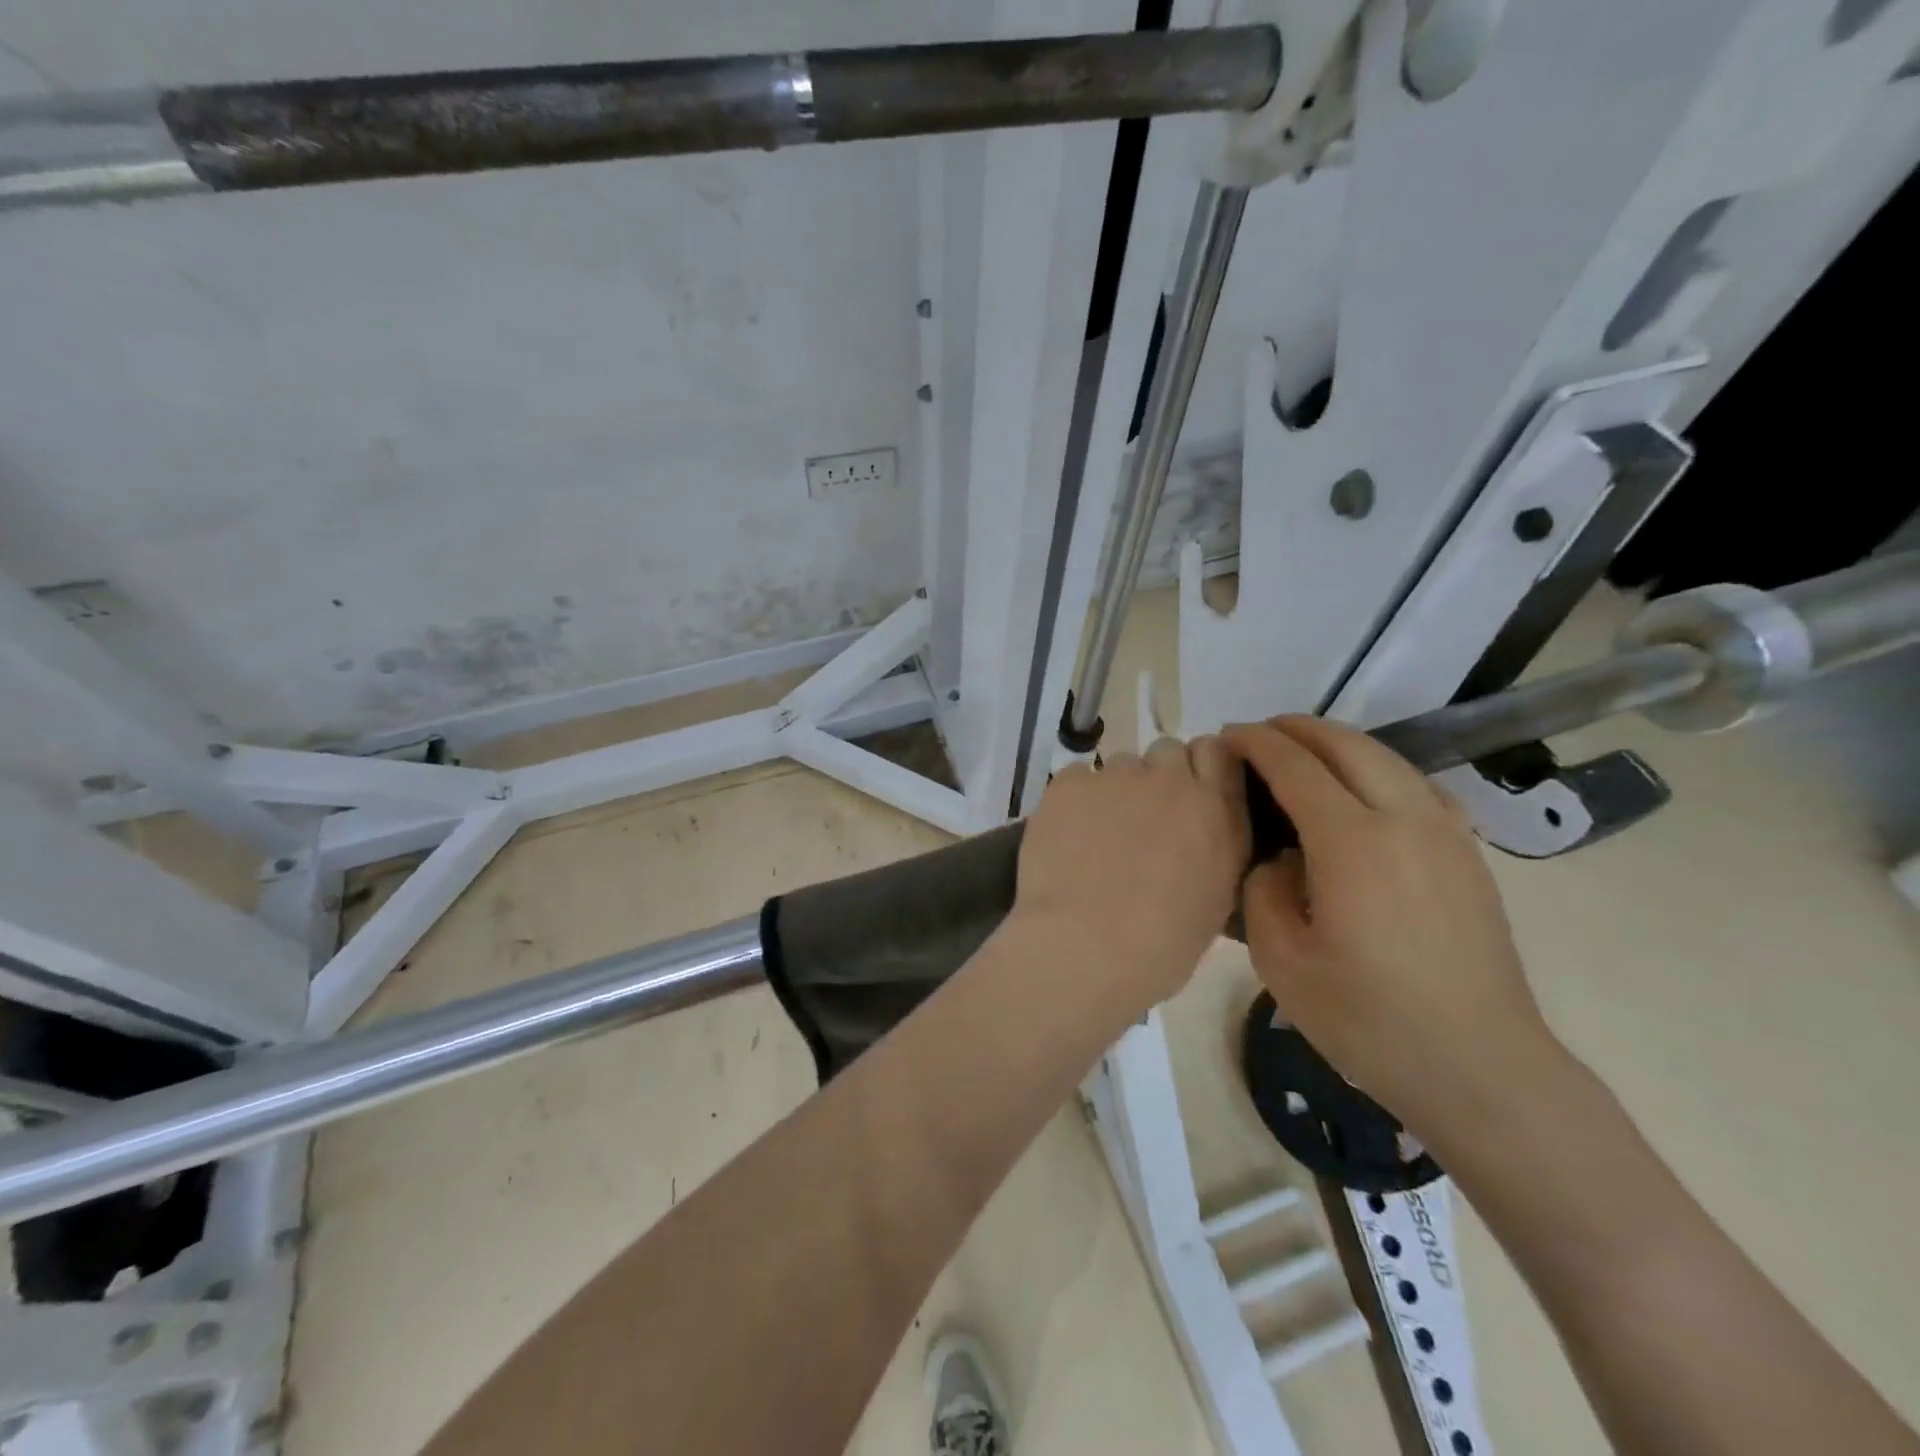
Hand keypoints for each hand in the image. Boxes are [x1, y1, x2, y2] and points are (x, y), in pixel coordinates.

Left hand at [1014, 737, 1250, 1012]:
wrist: (1086, 948)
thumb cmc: (1159, 946)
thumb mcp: (1214, 900)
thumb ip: (1212, 849)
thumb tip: (1195, 836)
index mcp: (1218, 813)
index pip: (1218, 752)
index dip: (1200, 766)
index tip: (1188, 790)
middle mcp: (1173, 782)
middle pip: (1168, 750)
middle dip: (1158, 775)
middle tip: (1141, 817)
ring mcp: (1118, 777)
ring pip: (1120, 764)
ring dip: (1116, 789)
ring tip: (1098, 834)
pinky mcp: (1071, 783)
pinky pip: (1078, 777)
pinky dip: (1075, 800)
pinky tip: (1066, 835)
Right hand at [1222, 716, 1554, 1135]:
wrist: (1479, 1066)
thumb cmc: (1368, 1018)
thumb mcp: (1281, 959)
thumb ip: (1264, 889)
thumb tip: (1282, 858)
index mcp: (1352, 842)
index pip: (1296, 766)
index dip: (1257, 743)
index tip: (1227, 736)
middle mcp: (1404, 819)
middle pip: (1347, 745)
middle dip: (1297, 729)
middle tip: (1259, 734)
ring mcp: (1446, 833)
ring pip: (1388, 758)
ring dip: (1340, 743)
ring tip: (1304, 752)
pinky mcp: (1468, 854)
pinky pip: (1418, 785)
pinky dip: (1379, 768)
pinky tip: (1364, 790)